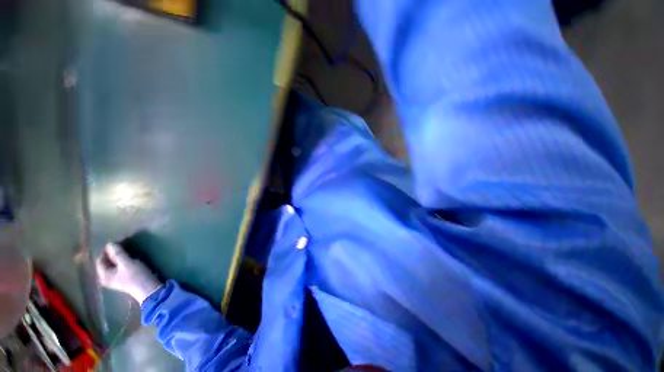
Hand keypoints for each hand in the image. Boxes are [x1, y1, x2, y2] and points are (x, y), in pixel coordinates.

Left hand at [96, 243, 162, 303]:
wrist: (149, 289)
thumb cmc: (136, 276)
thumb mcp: (127, 263)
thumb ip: (117, 254)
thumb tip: (110, 243)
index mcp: (103, 275)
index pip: (100, 259)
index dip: (107, 250)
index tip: (118, 242)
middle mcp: (106, 278)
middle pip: (106, 262)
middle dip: (113, 253)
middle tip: (123, 245)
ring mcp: (115, 279)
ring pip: (113, 264)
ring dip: (118, 256)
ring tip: (127, 250)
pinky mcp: (123, 279)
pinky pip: (118, 267)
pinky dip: (122, 260)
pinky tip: (130, 258)